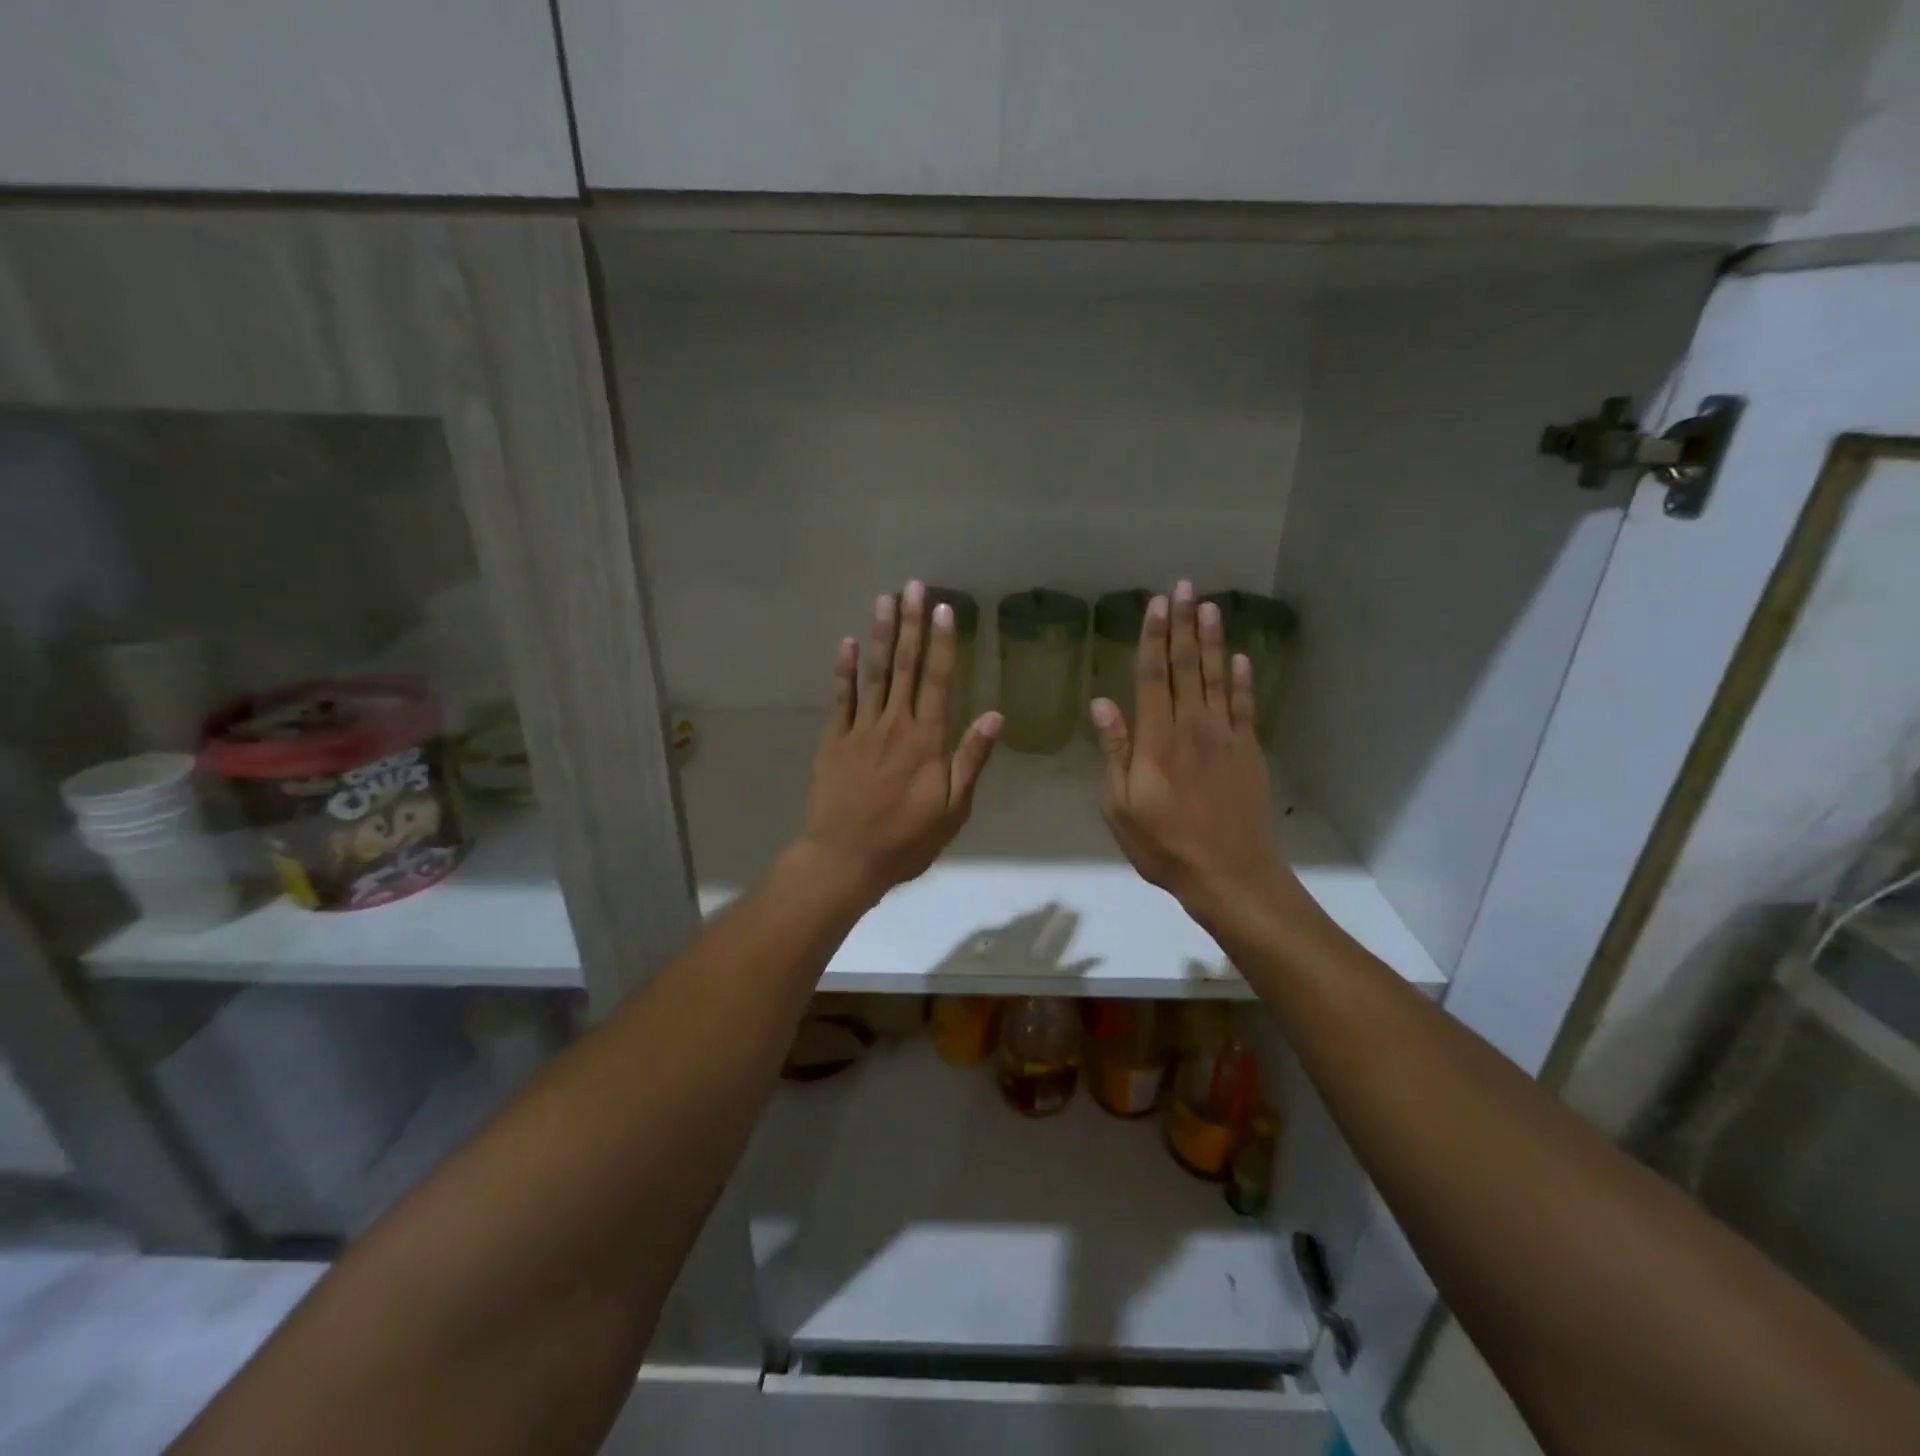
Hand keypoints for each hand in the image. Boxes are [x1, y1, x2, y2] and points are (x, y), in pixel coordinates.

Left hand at [800, 580, 1001, 899]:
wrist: (845, 859)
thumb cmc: (907, 839)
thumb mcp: (953, 809)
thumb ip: (971, 759)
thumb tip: (995, 716)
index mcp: (927, 740)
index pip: (938, 680)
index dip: (943, 643)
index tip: (945, 609)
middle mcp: (895, 725)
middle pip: (905, 666)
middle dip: (911, 624)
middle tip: (913, 586)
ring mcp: (861, 729)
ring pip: (874, 673)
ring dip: (881, 634)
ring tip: (885, 599)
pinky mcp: (835, 740)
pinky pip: (841, 698)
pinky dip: (845, 669)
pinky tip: (847, 642)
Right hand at [1091, 581, 1286, 919]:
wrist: (1228, 872)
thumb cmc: (1162, 843)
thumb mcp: (1120, 804)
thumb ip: (1115, 750)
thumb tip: (1102, 703)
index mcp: (1156, 738)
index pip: (1153, 676)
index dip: (1154, 637)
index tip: (1156, 604)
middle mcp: (1192, 727)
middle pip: (1187, 667)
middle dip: (1183, 625)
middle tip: (1184, 588)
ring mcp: (1225, 737)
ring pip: (1217, 678)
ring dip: (1212, 641)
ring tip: (1209, 607)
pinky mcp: (1249, 751)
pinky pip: (1246, 706)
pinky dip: (1242, 680)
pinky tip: (1240, 658)